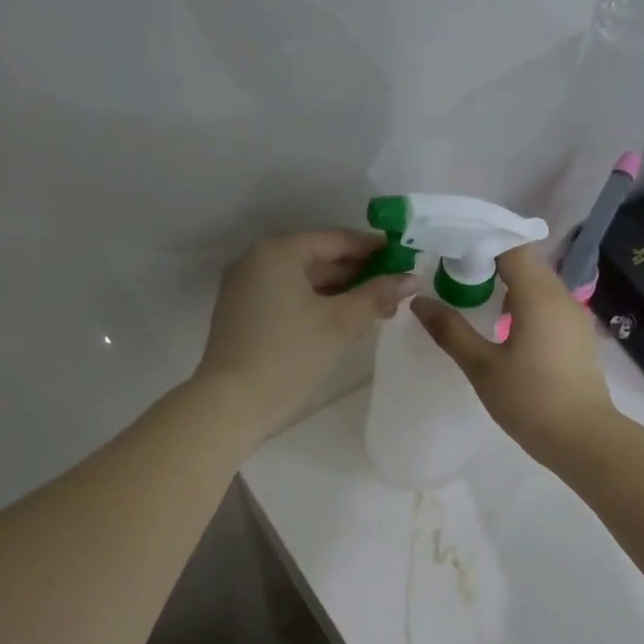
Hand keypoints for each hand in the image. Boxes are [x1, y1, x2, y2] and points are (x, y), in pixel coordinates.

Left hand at [196, 229, 413, 442]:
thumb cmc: (289, 356)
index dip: (372, 249)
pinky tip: (340, 322)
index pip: (334, 240)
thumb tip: (411, 278)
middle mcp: (256, 261)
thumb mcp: (339, 324)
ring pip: (301, 282)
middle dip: (356, 275)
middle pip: (316, 259)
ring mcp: (244, 289)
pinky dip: (314, 305)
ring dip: (337, 293)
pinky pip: (286, 299)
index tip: (402, 259)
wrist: (232, 403)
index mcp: (278, 252)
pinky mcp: (241, 315)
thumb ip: (376, 296)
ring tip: (374, 309)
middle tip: (393, 290)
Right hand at [412, 243, 614, 464]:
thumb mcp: (482, 367)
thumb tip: (419, 302)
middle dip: (491, 262)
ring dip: (508, 284)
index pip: (510, 247)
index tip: (450, 251)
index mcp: (538, 295)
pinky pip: (548, 304)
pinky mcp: (578, 335)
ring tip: (475, 298)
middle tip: (454, 274)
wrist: (582, 437)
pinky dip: (524, 303)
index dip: (480, 242)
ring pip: (539, 284)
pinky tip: (504, 326)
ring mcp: (574, 315)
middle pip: (526, 262)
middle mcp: (562, 296)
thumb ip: (450, 331)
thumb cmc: (529, 401)